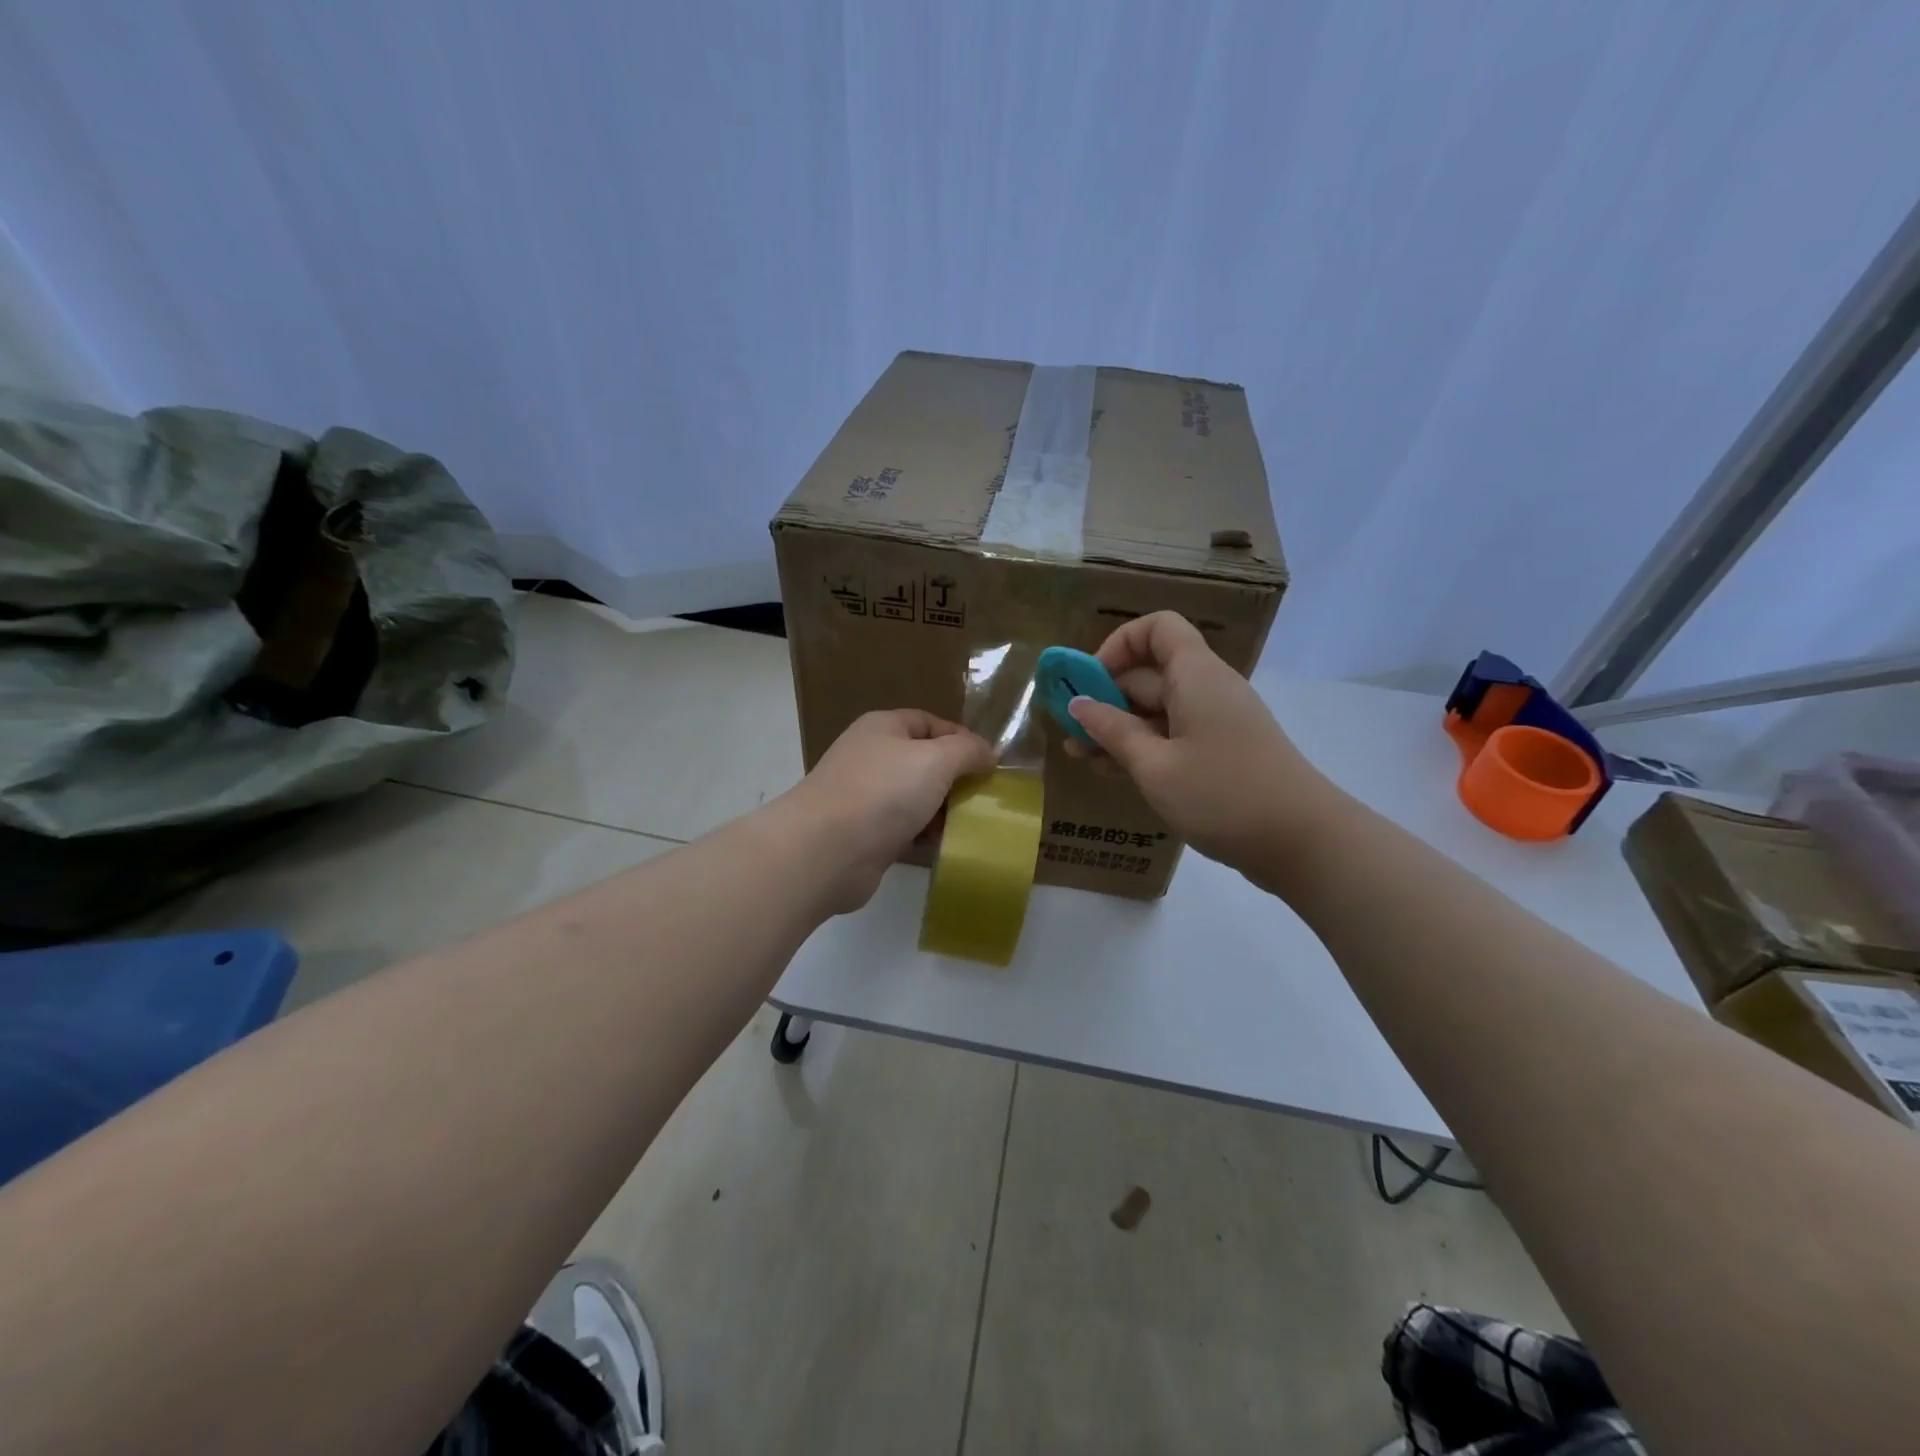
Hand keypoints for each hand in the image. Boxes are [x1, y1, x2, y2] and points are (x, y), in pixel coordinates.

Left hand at [780, 709, 993, 913]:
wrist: (826, 850)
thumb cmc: (883, 792)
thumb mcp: (936, 759)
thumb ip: (967, 750)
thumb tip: (988, 752)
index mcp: (884, 728)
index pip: (930, 723)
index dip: (962, 738)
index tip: (991, 763)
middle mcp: (873, 757)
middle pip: (925, 761)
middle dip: (956, 778)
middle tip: (986, 797)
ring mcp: (867, 797)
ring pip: (917, 798)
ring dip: (944, 810)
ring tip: (973, 824)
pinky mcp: (867, 834)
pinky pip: (906, 828)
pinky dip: (926, 834)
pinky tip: (948, 845)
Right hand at [1064, 612, 1340, 880]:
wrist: (1303, 842)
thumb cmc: (1223, 795)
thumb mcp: (1155, 766)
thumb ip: (1112, 731)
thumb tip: (1077, 704)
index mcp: (1196, 676)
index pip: (1158, 628)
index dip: (1119, 645)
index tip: (1090, 682)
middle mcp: (1208, 690)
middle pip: (1151, 675)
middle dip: (1106, 698)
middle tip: (1070, 732)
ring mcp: (1217, 723)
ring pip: (1158, 711)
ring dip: (1118, 729)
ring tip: (1079, 756)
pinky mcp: (1222, 753)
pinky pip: (1174, 737)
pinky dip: (1143, 748)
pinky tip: (1111, 771)